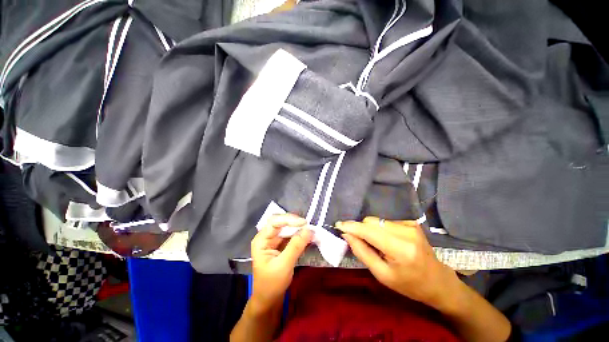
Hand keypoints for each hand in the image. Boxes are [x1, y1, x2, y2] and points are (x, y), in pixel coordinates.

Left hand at [250, 214, 312, 312]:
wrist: (269, 300)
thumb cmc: (272, 284)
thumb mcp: (284, 265)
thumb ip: (296, 246)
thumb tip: (309, 230)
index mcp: (261, 240)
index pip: (274, 222)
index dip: (289, 219)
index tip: (304, 223)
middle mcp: (266, 237)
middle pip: (280, 222)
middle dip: (294, 222)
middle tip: (309, 226)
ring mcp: (273, 241)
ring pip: (287, 228)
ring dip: (298, 228)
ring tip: (310, 230)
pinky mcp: (280, 245)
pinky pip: (290, 235)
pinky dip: (299, 235)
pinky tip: (307, 236)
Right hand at [337, 217, 459, 311]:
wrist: (438, 282)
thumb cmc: (410, 285)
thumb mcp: (382, 275)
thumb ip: (362, 252)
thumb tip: (347, 234)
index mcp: (401, 249)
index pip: (369, 231)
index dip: (352, 227)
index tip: (338, 225)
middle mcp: (406, 232)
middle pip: (371, 222)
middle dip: (361, 229)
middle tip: (361, 243)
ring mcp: (410, 225)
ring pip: (377, 220)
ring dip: (370, 230)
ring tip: (377, 245)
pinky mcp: (411, 222)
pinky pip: (385, 221)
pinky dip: (380, 229)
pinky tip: (386, 241)